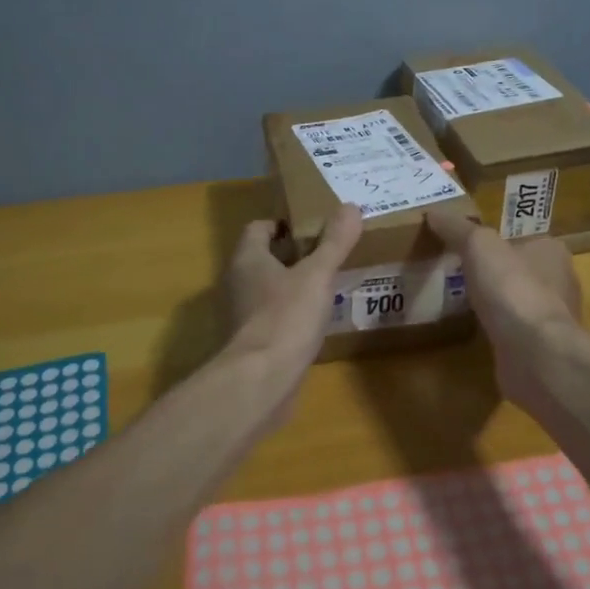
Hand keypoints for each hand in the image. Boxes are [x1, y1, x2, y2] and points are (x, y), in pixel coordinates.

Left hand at [221, 204, 364, 409]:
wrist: (261, 382)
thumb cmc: (286, 317)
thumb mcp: (317, 275)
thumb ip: (334, 242)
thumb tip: (351, 206)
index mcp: (247, 259)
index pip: (259, 228)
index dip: (284, 224)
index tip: (314, 228)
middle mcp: (237, 283)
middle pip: (265, 258)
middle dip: (294, 255)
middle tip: (329, 254)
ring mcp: (241, 316)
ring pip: (269, 289)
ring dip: (294, 286)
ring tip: (328, 286)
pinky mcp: (251, 344)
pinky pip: (273, 318)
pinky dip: (292, 315)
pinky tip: (317, 322)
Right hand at [423, 208, 580, 352]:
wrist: (535, 353)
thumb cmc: (512, 288)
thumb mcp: (478, 245)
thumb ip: (456, 228)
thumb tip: (433, 212)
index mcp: (552, 250)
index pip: (523, 238)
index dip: (497, 241)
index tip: (469, 247)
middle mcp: (560, 282)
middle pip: (521, 270)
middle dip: (496, 273)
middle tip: (460, 273)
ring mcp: (552, 318)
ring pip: (519, 302)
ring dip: (497, 303)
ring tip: (463, 302)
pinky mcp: (542, 348)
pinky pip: (515, 332)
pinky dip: (499, 330)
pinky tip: (477, 331)